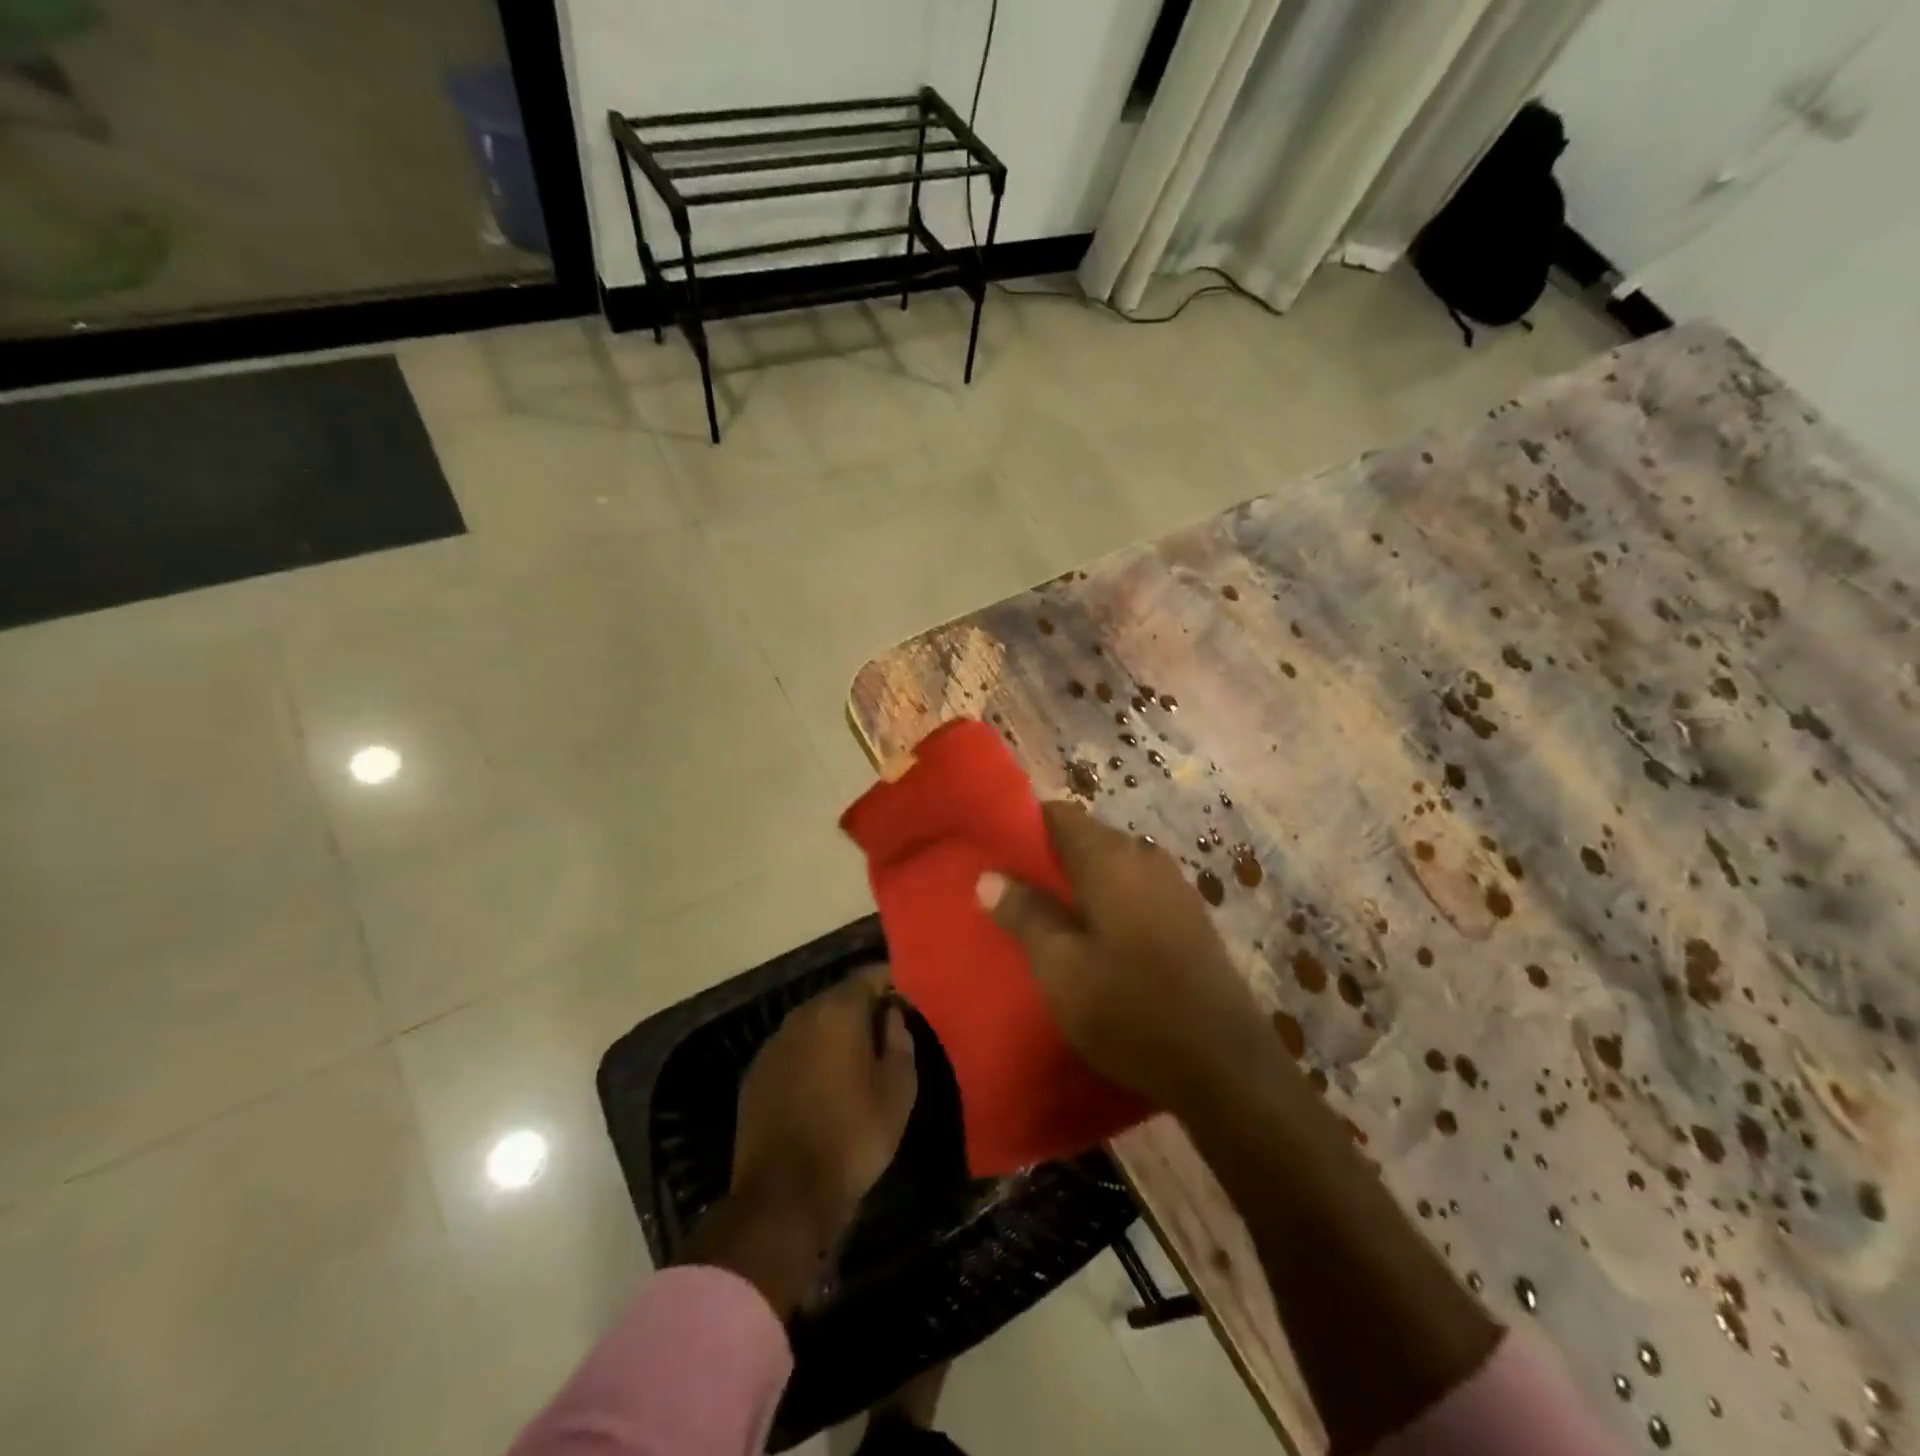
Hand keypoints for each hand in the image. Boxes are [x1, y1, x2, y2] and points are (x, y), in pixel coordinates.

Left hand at [730, 968, 917, 1241]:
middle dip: (864, 1008)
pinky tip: (823, 1086)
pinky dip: (811, 1056)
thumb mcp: (898, 1090)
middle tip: (887, 1032)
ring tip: (857, 1060)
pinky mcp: (755, 1074)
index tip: (908, 999)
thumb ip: (900, 1040)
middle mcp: (801, 1015)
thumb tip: (891, 1015)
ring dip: (835, 1033)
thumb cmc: (853, 1137)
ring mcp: (773, 1044)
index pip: (869, 975)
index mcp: (838, 1011)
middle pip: (839, 996)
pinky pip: (793, 1050)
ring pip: (814, 1023)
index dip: (892, 982)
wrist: (784, 1196)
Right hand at [976, 802, 1270, 1109]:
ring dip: (1076, 885)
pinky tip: (1091, 940)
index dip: (1022, 826)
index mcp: (1111, 858)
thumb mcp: (1061, 968)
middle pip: (1084, 838)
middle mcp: (1145, 857)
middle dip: (1046, 860)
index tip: (994, 854)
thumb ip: (1024, 914)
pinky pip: (1133, 890)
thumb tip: (988, 876)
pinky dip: (1105, 902)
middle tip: (1010, 894)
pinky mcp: (1188, 916)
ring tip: (1043, 920)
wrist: (1225, 1066)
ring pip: (1109, 867)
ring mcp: (1172, 886)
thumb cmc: (1131, 1009)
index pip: (1058, 814)